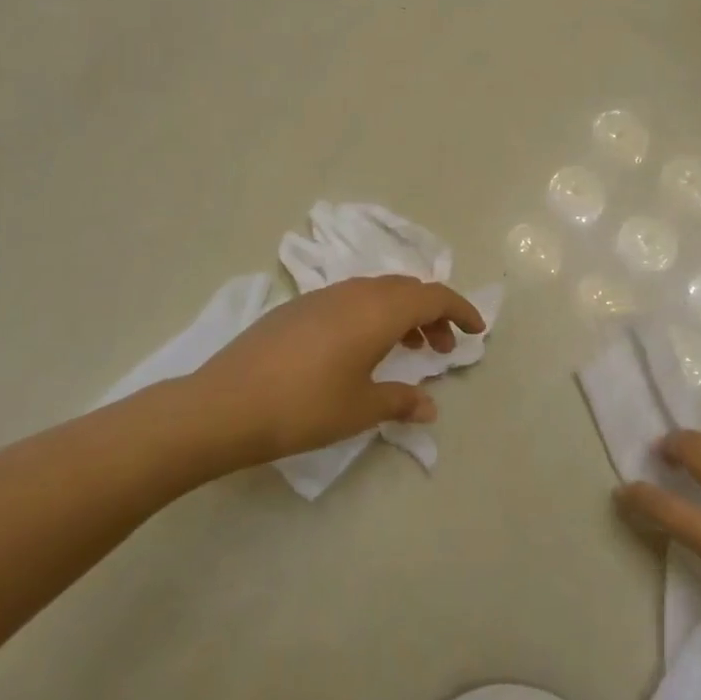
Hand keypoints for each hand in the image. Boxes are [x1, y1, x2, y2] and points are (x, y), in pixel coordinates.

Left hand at [184, 276, 486, 474]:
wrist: (224, 405)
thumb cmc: (304, 407)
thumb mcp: (360, 409)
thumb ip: (401, 401)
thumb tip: (430, 406)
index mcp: (378, 311)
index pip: (433, 297)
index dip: (460, 310)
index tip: (476, 331)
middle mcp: (354, 293)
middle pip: (406, 290)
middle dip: (432, 313)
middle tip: (440, 348)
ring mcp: (322, 297)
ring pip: (377, 292)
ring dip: (401, 314)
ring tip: (406, 348)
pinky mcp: (297, 308)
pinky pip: (350, 300)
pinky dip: (371, 316)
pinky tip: (360, 350)